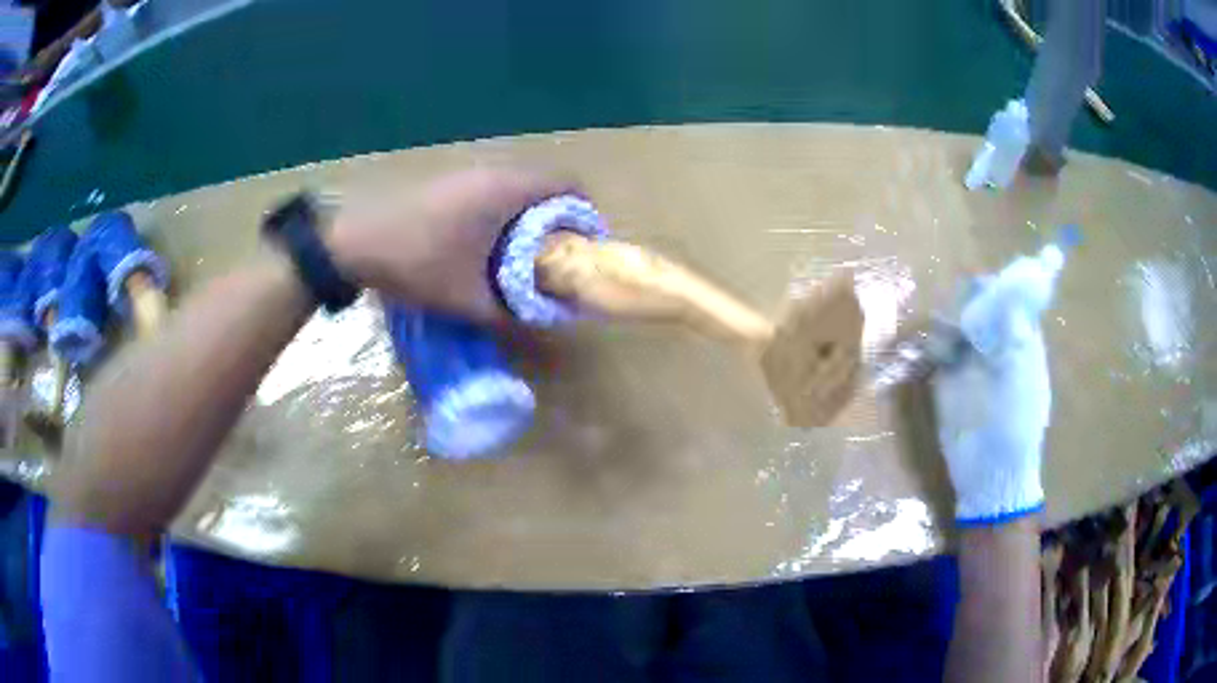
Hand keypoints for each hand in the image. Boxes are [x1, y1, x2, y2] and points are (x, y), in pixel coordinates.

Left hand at [328, 167, 581, 322]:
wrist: (354, 242)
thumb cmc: (417, 264)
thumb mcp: (468, 300)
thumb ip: (512, 314)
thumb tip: (545, 323)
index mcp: (507, 191)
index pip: (569, 184)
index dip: (585, 213)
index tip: (584, 246)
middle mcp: (493, 172)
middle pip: (546, 185)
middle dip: (559, 220)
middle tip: (556, 259)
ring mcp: (468, 174)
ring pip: (518, 188)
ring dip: (530, 217)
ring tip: (525, 256)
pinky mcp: (449, 182)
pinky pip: (494, 191)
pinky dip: (505, 213)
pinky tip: (487, 246)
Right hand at [932, 279, 1051, 525]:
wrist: (990, 472)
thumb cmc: (1017, 424)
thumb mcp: (1023, 373)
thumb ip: (1014, 330)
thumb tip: (1004, 288)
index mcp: (1019, 338)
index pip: (1005, 295)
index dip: (991, 288)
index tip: (976, 291)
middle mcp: (993, 342)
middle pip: (975, 305)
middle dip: (963, 304)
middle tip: (957, 321)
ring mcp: (968, 360)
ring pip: (953, 323)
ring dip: (945, 322)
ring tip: (943, 340)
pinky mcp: (945, 379)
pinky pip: (935, 349)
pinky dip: (931, 344)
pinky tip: (931, 353)